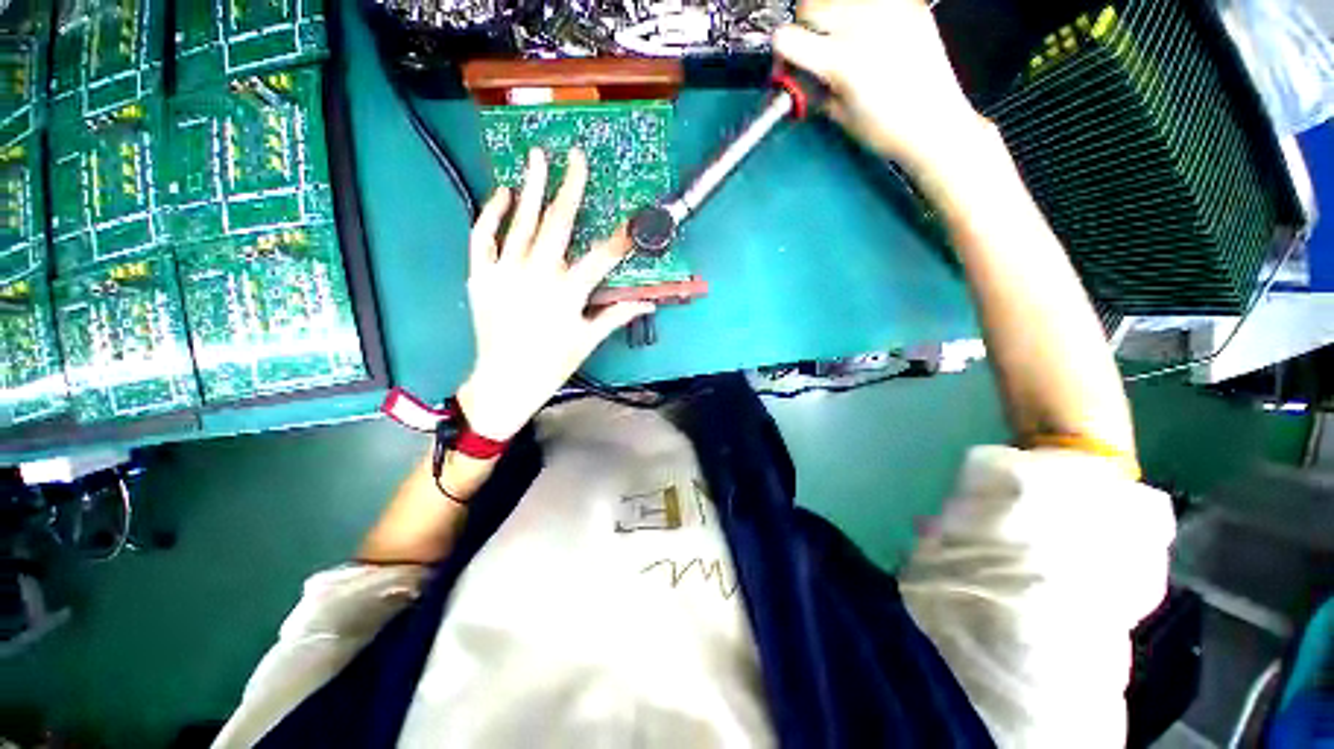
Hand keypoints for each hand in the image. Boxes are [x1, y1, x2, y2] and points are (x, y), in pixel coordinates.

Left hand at [456, 148, 654, 441]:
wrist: (504, 381)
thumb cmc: (552, 363)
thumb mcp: (589, 339)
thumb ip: (617, 314)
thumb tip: (649, 302)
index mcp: (568, 294)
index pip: (602, 257)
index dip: (621, 237)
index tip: (632, 219)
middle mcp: (538, 276)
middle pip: (558, 224)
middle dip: (570, 188)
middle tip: (575, 157)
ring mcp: (505, 272)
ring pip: (521, 222)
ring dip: (532, 187)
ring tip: (537, 156)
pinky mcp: (480, 275)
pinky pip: (482, 237)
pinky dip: (491, 213)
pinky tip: (503, 194)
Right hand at [773, 0, 988, 178]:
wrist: (935, 123)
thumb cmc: (885, 130)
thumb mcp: (838, 115)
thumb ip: (814, 88)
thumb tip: (797, 74)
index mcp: (841, 61)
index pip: (787, 38)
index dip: (781, 54)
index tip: (786, 66)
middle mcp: (862, 25)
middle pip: (810, 5)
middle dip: (804, 29)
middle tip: (812, 51)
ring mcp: (888, 9)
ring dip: (830, 15)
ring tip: (840, 40)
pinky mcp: (908, 4)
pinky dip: (859, 12)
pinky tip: (867, 35)